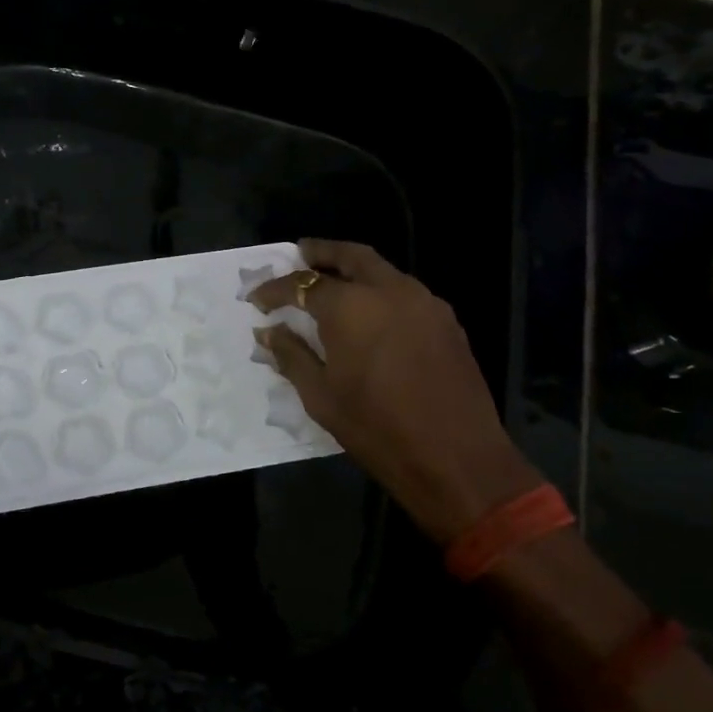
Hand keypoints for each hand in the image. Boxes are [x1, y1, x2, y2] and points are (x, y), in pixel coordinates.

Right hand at [251, 239, 540, 544]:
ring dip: (354, 270)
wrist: (456, 458)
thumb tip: (268, 331)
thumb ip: (292, 356)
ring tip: (331, 283)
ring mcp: (424, 303)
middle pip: (351, 256)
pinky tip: (370, 313)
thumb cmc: (377, 429)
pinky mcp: (447, 321)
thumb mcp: (321, 397)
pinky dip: (380, 291)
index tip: (256, 298)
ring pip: (383, 270)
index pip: (303, 285)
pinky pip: (405, 292)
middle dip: (321, 253)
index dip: (275, 289)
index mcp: (351, 307)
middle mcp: (389, 291)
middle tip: (299, 254)